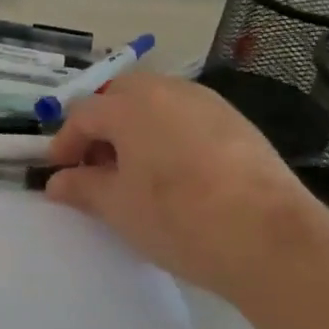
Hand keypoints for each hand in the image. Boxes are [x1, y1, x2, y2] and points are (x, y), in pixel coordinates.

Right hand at [44, 72, 327, 295]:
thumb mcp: (118, 207)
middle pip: (120, 96)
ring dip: (137, 127)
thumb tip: (57, 182)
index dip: (65, 142)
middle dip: (102, 126)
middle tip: (97, 165)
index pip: (83, 114)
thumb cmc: (178, 218)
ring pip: (157, 103)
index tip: (59, 172)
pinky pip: (188, 117)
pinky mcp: (237, 122)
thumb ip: (82, 187)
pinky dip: (170, 134)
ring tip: (137, 170)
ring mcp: (207, 103)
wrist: (270, 239)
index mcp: (130, 105)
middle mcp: (167, 90)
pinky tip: (178, 172)